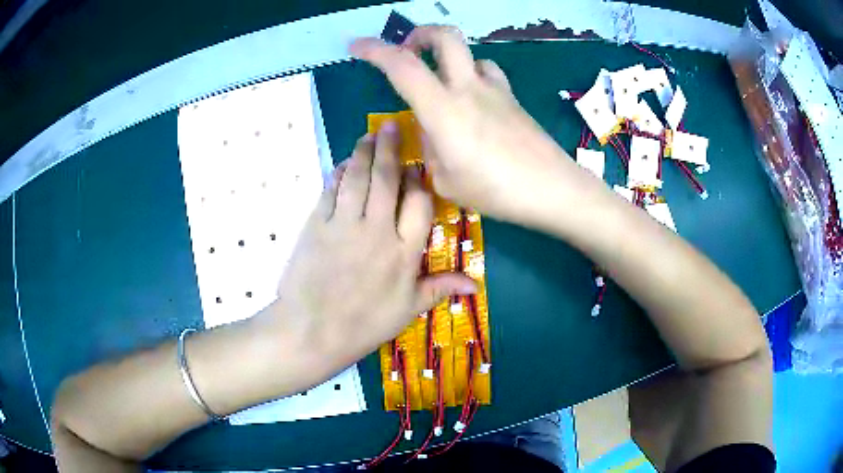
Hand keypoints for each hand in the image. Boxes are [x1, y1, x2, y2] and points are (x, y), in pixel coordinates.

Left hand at [275, 123, 475, 366]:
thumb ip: (440, 289)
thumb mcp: (407, 310)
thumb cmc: (364, 325)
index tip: (418, 166)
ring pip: (357, 177)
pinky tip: (342, 164)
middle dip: (390, 149)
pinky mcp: (316, 224)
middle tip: (391, 126)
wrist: (312, 332)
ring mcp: (344, 224)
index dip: (420, 180)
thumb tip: (476, 285)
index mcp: (404, 251)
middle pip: (386, 179)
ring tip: (368, 135)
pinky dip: (337, 173)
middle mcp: (376, 230)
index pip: (419, 202)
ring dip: (363, 152)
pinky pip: (330, 190)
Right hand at [350, 26, 575, 224]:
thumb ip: (433, 151)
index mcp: (444, 109)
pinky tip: (474, 103)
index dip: (375, 50)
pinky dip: (473, 77)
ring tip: (442, 84)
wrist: (553, 189)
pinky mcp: (513, 99)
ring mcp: (496, 90)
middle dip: (420, 34)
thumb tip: (435, 133)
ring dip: (449, 58)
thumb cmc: (497, 191)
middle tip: (407, 52)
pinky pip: (488, 74)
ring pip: (470, 54)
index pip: (403, 67)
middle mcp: (469, 88)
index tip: (357, 46)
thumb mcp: (447, 181)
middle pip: (446, 37)